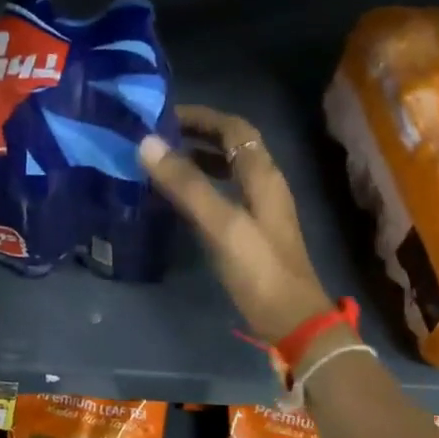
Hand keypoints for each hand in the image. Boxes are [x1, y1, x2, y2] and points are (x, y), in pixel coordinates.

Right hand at [138, 104, 333, 348]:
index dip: (202, 116)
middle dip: (197, 134)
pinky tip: (177, 200)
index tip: (162, 116)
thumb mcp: (221, 224)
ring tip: (162, 163)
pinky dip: (200, 186)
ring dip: (198, 159)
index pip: (234, 128)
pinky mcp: (251, 232)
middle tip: (157, 137)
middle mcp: (264, 185)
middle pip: (232, 145)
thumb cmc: (259, 269)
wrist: (292, 321)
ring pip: (227, 170)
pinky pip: (223, 194)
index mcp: (262, 175)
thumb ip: (186, 184)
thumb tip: (146, 143)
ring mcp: (259, 209)